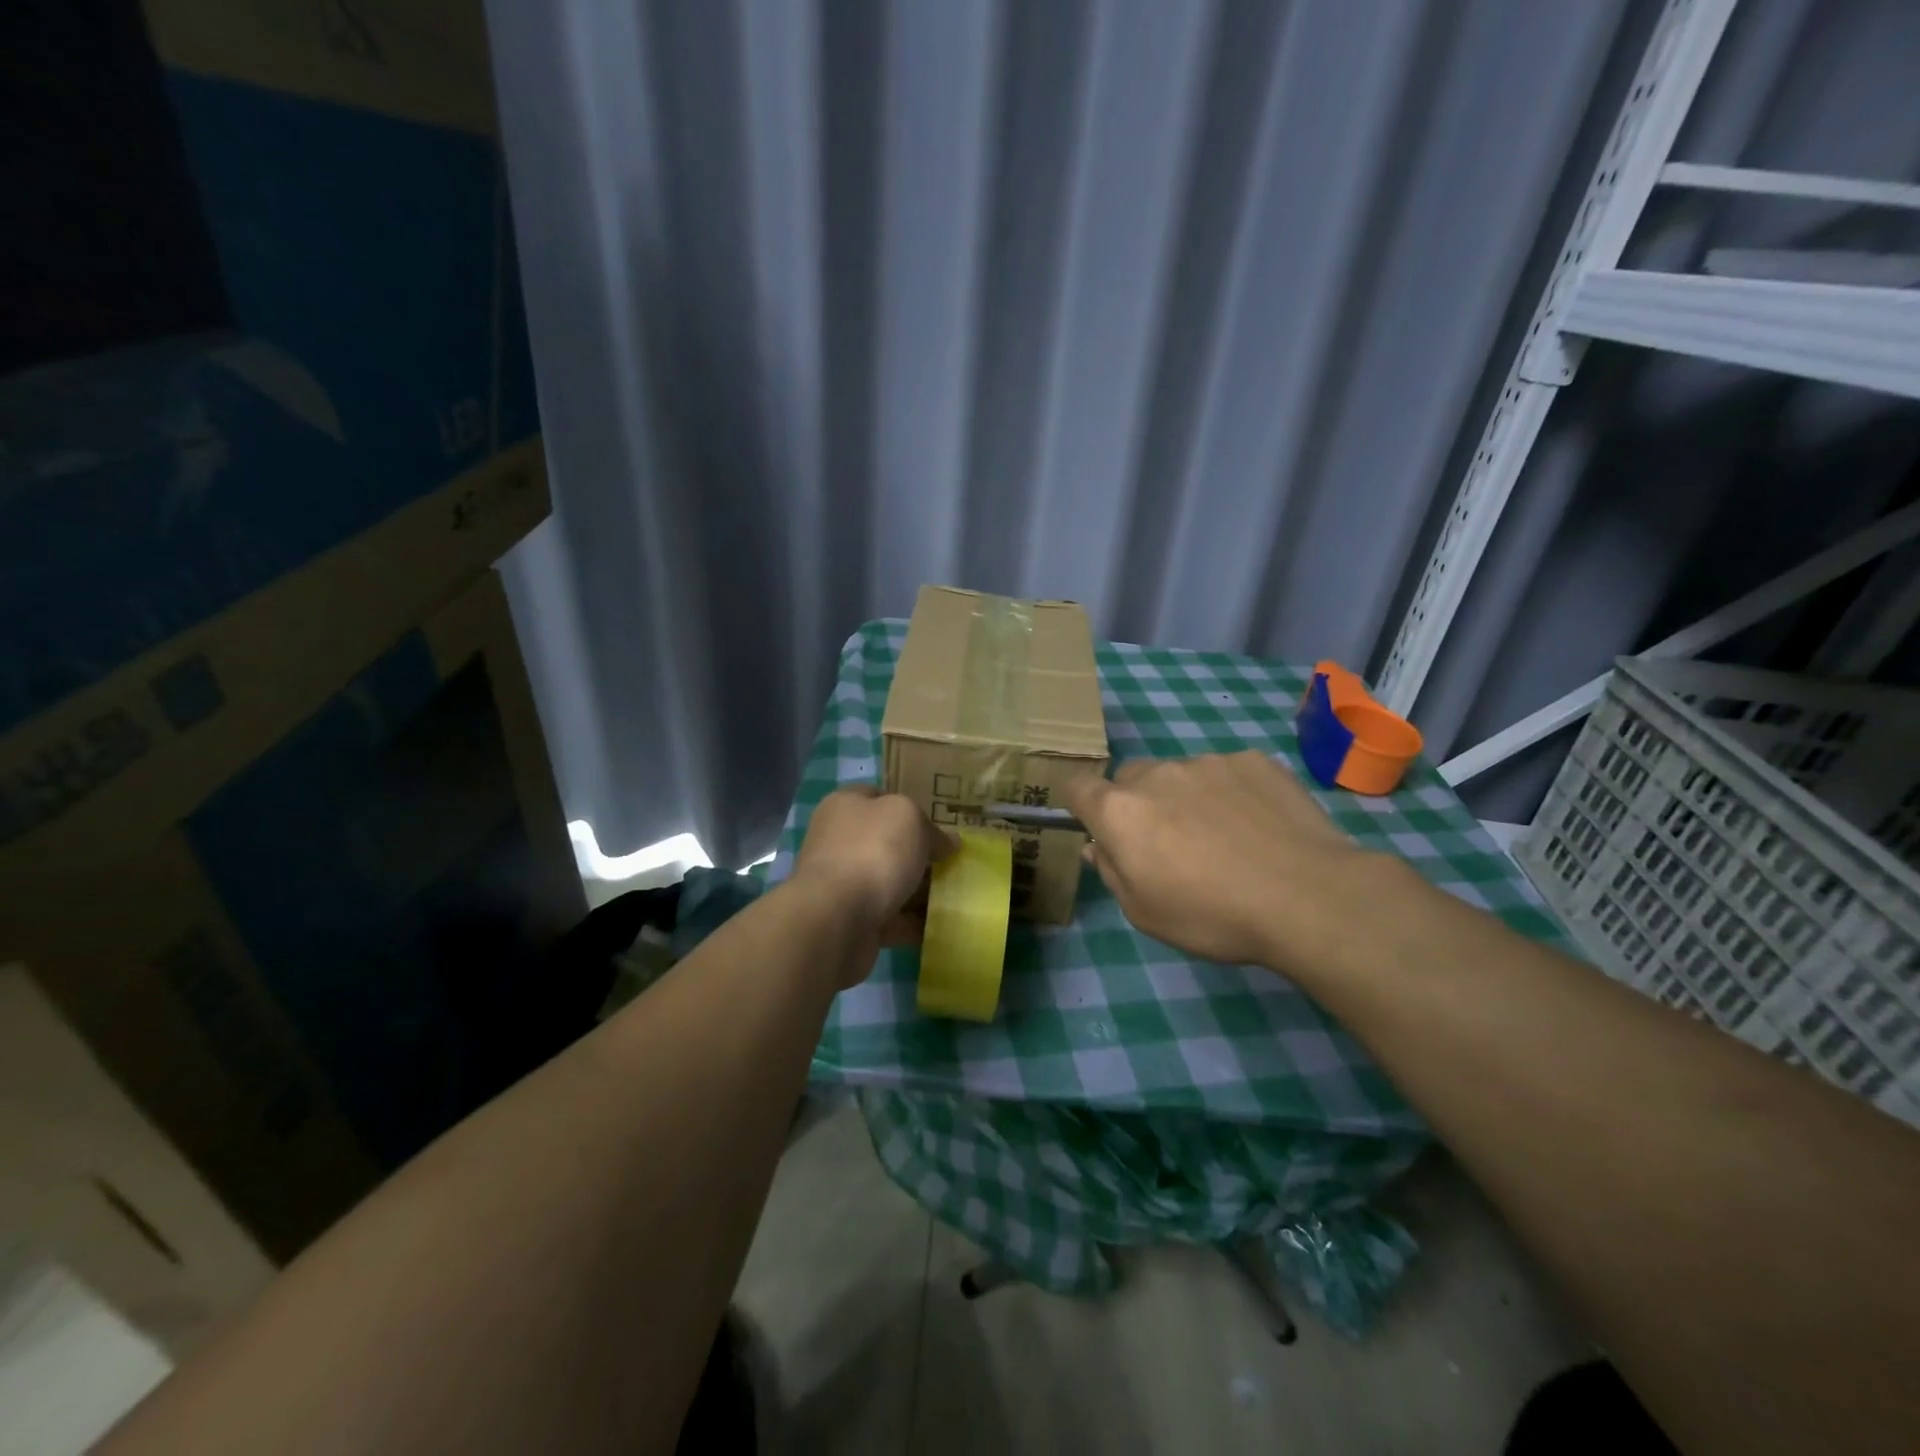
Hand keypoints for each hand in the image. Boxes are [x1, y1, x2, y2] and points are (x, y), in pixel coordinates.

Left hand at [791, 786, 956, 980]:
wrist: (836, 919)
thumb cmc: (873, 851)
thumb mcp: (910, 818)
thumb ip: (931, 828)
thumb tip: (947, 843)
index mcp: (845, 806)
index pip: (880, 797)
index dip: (911, 808)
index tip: (940, 826)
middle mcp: (839, 841)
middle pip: (886, 843)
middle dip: (919, 854)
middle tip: (952, 863)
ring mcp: (842, 883)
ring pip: (889, 882)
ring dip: (918, 891)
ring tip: (954, 897)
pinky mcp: (850, 920)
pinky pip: (890, 919)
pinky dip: (912, 923)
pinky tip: (940, 927)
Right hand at [1063, 751, 1376, 973]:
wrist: (1308, 897)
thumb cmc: (1213, 915)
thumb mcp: (1145, 913)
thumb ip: (1112, 872)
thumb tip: (1099, 847)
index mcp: (1121, 811)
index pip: (1078, 787)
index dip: (1082, 805)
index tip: (1100, 828)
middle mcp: (1157, 774)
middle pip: (1131, 778)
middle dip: (1138, 803)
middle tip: (1170, 844)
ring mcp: (1207, 762)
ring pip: (1181, 774)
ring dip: (1187, 797)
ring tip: (1226, 838)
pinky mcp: (1253, 760)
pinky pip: (1227, 772)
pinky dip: (1231, 792)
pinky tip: (1259, 826)